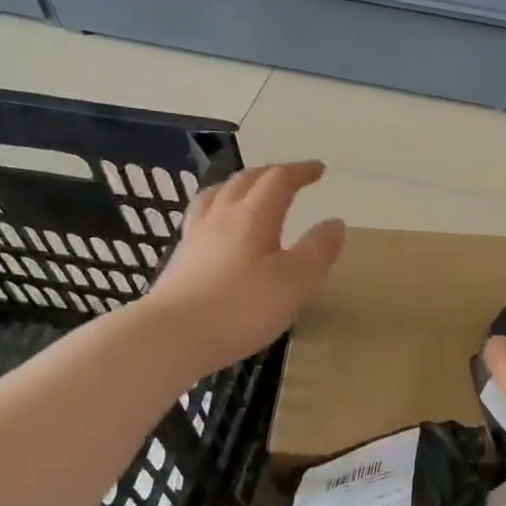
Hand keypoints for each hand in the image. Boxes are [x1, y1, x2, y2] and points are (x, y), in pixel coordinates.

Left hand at [144, 161, 344, 372]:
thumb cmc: (241, 307)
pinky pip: (201, 219)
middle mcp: (221, 217)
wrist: (171, 336)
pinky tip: (218, 229)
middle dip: (271, 174)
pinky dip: (217, 211)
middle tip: (290, 177)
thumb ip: (318, 250)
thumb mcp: (295, 281)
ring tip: (248, 191)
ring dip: (238, 186)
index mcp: (253, 216)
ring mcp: (196, 237)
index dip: (300, 171)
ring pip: (216, 196)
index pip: (278, 180)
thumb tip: (334, 222)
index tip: (319, 169)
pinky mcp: (181, 260)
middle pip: (245, 181)